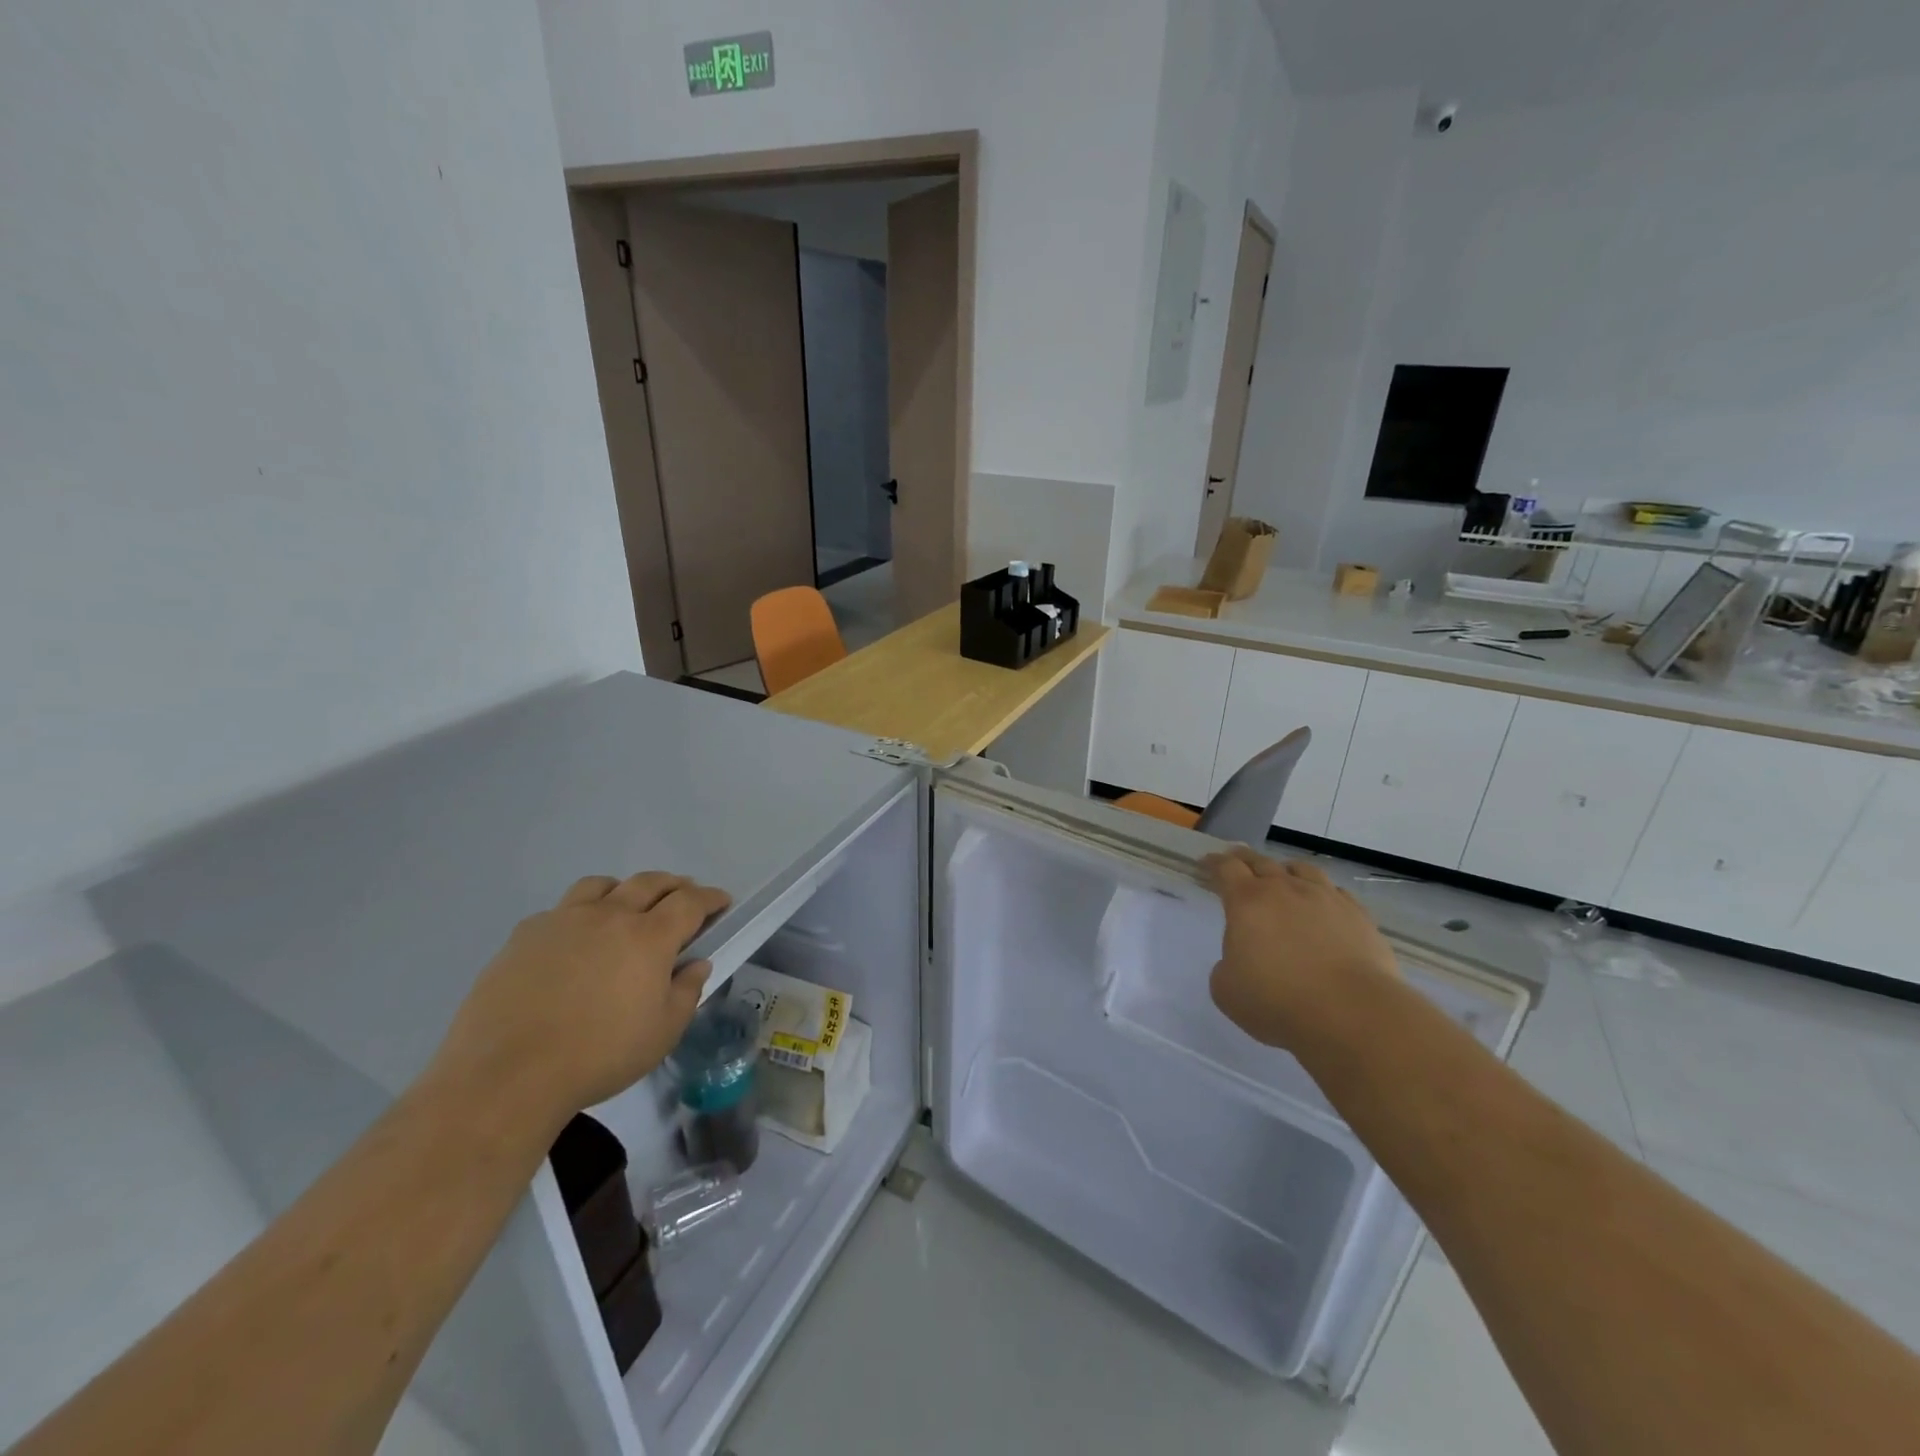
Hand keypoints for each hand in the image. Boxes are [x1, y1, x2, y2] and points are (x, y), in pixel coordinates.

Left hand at [432, 872, 731, 1125]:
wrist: (506, 1076)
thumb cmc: (598, 1056)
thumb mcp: (662, 1033)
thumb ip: (686, 992)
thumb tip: (695, 964)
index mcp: (649, 937)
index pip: (690, 902)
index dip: (710, 898)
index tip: (721, 902)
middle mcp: (609, 915)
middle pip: (649, 882)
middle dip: (673, 885)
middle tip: (683, 897)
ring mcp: (563, 920)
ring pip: (601, 885)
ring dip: (624, 890)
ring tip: (626, 907)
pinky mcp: (524, 935)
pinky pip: (561, 910)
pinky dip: (579, 914)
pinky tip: (574, 941)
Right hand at [1203, 846, 1397, 1048]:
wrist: (1352, 1014)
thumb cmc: (1277, 1001)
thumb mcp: (1226, 990)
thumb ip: (1227, 966)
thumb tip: (1241, 960)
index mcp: (1247, 901)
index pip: (1226, 868)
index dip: (1213, 863)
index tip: (1206, 863)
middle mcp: (1285, 890)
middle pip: (1261, 862)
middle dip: (1244, 859)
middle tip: (1236, 861)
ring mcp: (1326, 899)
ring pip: (1301, 869)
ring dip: (1285, 870)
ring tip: (1283, 876)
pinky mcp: (1358, 916)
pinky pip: (1336, 892)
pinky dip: (1322, 893)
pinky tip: (1323, 905)